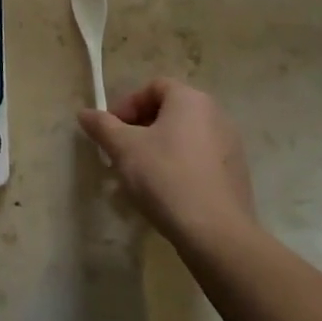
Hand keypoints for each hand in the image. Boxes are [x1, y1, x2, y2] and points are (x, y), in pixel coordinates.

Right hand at [77, 79, 260, 250]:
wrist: (216, 234)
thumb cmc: (165, 177)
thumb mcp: (123, 148)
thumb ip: (102, 126)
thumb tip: (85, 113)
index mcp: (190, 100)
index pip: (153, 87)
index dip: (128, 104)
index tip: (112, 129)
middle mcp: (216, 115)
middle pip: (170, 111)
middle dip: (140, 128)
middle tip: (121, 151)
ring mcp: (231, 145)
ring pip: (184, 137)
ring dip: (158, 148)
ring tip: (139, 175)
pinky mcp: (236, 174)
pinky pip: (200, 159)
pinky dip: (179, 166)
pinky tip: (166, 192)